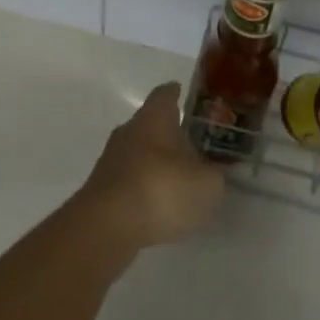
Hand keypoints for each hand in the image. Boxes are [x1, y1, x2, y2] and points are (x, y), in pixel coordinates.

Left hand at [75, 84, 225, 254]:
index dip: (178, 95)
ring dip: (156, 163)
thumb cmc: (162, 188)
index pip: (166, 93)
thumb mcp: (207, 184)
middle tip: (194, 145)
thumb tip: (217, 169)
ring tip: (180, 180)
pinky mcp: (102, 188)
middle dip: (170, 132)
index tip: (189, 98)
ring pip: (139, 151)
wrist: (107, 226)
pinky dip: (144, 187)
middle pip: (151, 122)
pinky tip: (159, 205)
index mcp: (155, 115)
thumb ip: (216, 173)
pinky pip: (130, 179)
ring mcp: (112, 158)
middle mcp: (130, 129)